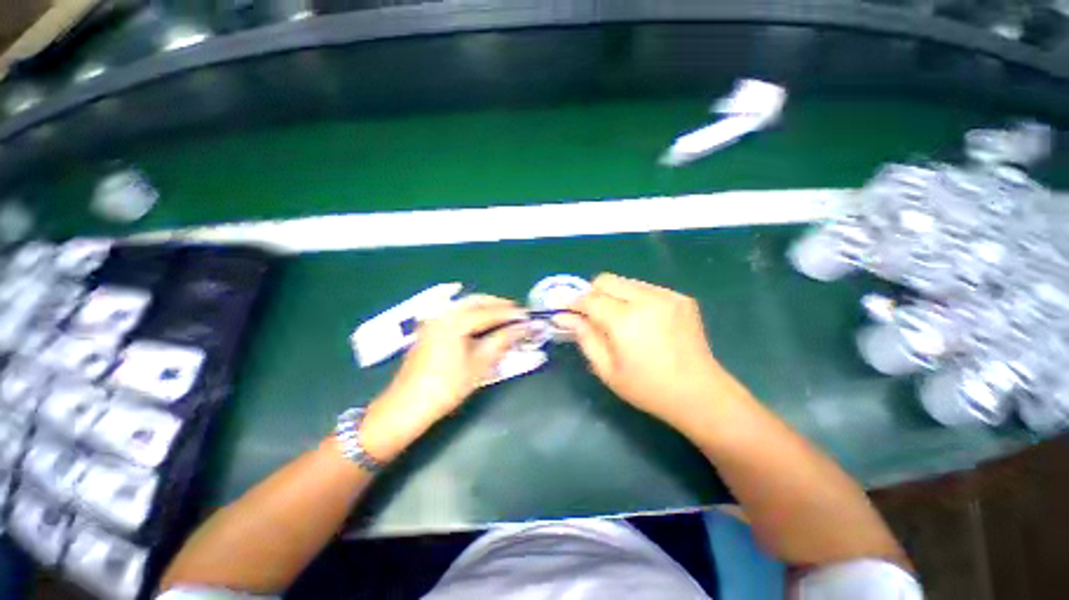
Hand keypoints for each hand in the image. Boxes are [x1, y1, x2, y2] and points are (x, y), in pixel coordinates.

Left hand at [359, 295, 526, 461]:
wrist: (406, 406)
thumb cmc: (446, 386)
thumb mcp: (479, 364)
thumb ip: (502, 340)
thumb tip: (522, 328)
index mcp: (454, 321)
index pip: (489, 311)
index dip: (511, 313)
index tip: (528, 316)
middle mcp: (443, 313)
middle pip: (477, 301)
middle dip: (499, 305)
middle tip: (517, 314)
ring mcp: (434, 319)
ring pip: (466, 305)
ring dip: (487, 308)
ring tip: (505, 318)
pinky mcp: (431, 328)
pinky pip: (458, 313)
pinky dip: (474, 314)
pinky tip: (484, 324)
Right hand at [557, 273, 748, 426]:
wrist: (700, 394)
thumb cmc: (647, 388)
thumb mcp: (607, 369)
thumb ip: (584, 337)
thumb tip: (564, 317)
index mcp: (625, 320)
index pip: (589, 298)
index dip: (572, 302)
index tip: (563, 309)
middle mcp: (646, 299)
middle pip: (606, 280)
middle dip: (592, 294)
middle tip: (590, 316)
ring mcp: (666, 295)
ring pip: (625, 282)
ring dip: (613, 296)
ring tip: (617, 320)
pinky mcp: (680, 298)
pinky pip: (645, 288)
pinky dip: (634, 299)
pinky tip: (641, 321)